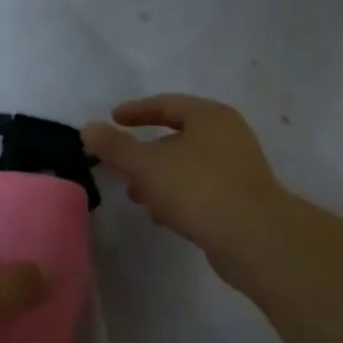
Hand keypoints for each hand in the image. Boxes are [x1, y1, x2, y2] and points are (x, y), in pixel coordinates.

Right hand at [82, 95, 285, 273]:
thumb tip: (88, 127)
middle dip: (145, 152)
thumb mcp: (145, 165)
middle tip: (120, 163)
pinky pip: (201, 188)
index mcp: (209, 116)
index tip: (113, 119)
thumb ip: (114, 146)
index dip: (136, 111)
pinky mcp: (243, 199)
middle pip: (178, 136)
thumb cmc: (197, 188)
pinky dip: (178, 195)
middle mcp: (228, 135)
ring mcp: (239, 168)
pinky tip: (162, 215)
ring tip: (136, 196)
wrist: (255, 238)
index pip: (166, 104)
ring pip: (188, 165)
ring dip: (159, 177)